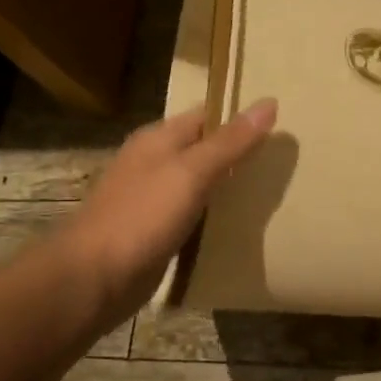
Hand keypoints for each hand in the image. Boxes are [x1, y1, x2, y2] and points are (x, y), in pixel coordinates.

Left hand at [61, 99, 277, 319]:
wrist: (96, 277)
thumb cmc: (143, 216)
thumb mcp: (192, 172)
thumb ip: (230, 142)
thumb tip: (269, 103)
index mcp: (158, 139)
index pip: (207, 116)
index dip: (240, 117)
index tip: (281, 125)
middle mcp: (154, 163)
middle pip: (204, 150)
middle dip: (240, 154)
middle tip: (283, 161)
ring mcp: (153, 199)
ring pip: (201, 184)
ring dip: (230, 187)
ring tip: (273, 191)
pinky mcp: (157, 231)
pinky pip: (195, 215)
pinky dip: (216, 216)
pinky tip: (241, 225)